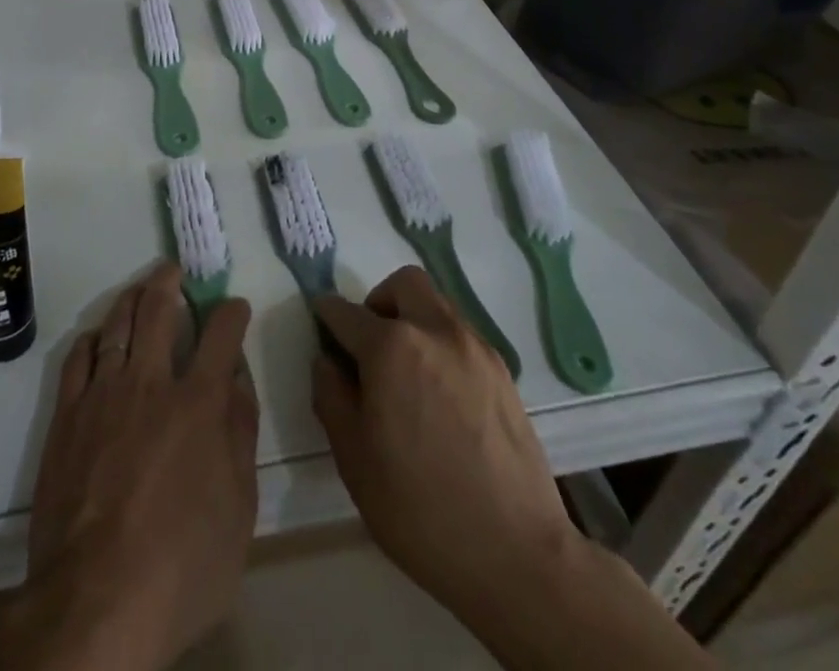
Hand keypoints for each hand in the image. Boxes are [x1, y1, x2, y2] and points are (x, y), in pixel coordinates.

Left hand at [0, 262, 257, 670]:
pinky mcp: (67, 417)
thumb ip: (240, 436)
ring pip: (117, 326)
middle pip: (158, 311)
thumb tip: (239, 382)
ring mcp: (103, 395)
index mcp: (197, 403)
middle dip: (169, 283)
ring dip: (130, 300)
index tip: (234, 305)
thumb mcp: (238, 510)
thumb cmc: (181, 565)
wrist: (94, 601)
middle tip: (173, 269)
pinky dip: (92, 339)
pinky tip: (97, 336)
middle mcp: (150, 383)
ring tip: (138, 288)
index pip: (220, 335)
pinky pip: (78, 359)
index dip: (231, 312)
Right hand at [312, 267, 577, 633]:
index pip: (347, 312)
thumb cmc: (420, 509)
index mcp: (391, 347)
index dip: (327, 315)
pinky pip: (461, 335)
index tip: (321, 323)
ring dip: (413, 320)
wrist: (517, 554)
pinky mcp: (503, 371)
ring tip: (408, 374)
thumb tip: (327, 361)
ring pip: (436, 305)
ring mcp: (474, 347)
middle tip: (371, 345)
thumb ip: (331, 397)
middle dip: (379, 302)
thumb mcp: (354, 459)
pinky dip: (441, 345)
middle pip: (403, 284)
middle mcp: (434, 330)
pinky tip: (441, 395)